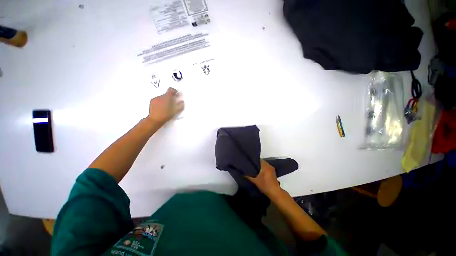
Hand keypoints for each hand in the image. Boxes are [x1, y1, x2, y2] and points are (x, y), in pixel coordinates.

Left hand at [147, 87, 183, 124]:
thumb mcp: (175, 111)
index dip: (175, 91)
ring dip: (165, 100)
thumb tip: (182, 102)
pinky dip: (160, 102)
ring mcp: (155, 98)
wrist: (155, 120)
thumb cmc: (166, 115)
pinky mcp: (151, 101)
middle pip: (167, 94)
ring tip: (167, 107)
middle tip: (172, 103)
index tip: (177, 95)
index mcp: (167, 97)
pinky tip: (161, 108)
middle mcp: (160, 96)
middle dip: (170, 97)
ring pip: (162, 97)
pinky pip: (157, 99)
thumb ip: (180, 105)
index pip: (171, 90)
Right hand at [246, 160, 281, 197]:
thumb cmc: (265, 185)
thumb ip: (248, 176)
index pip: (258, 159)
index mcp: (265, 165)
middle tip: (250, 166)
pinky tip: (259, 173)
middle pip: (261, 162)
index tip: (248, 162)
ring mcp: (272, 169)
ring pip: (264, 165)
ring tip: (253, 169)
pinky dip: (263, 169)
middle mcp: (269, 165)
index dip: (253, 160)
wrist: (275, 192)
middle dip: (256, 164)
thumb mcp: (255, 181)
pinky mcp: (273, 173)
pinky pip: (266, 168)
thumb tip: (242, 172)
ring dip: (259, 167)